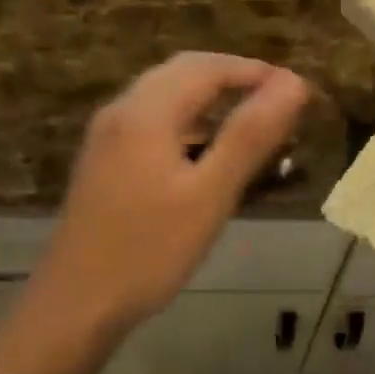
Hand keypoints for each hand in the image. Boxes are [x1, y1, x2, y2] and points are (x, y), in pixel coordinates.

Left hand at [40, 53, 310, 326]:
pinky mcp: (104, 160)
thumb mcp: (210, 194)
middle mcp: (122, 110)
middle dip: (235, 77)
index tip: (299, 91)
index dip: (258, 71)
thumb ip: (251, 135)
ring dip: (211, 96)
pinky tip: (206, 149)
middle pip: (184, 71)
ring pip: (166, 94)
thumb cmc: (149, 250)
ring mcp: (107, 135)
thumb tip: (294, 84)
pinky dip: (189, 118)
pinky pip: (153, 118)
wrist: (74, 306)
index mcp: (146, 111)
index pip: (210, 67)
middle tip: (279, 101)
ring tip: (252, 121)